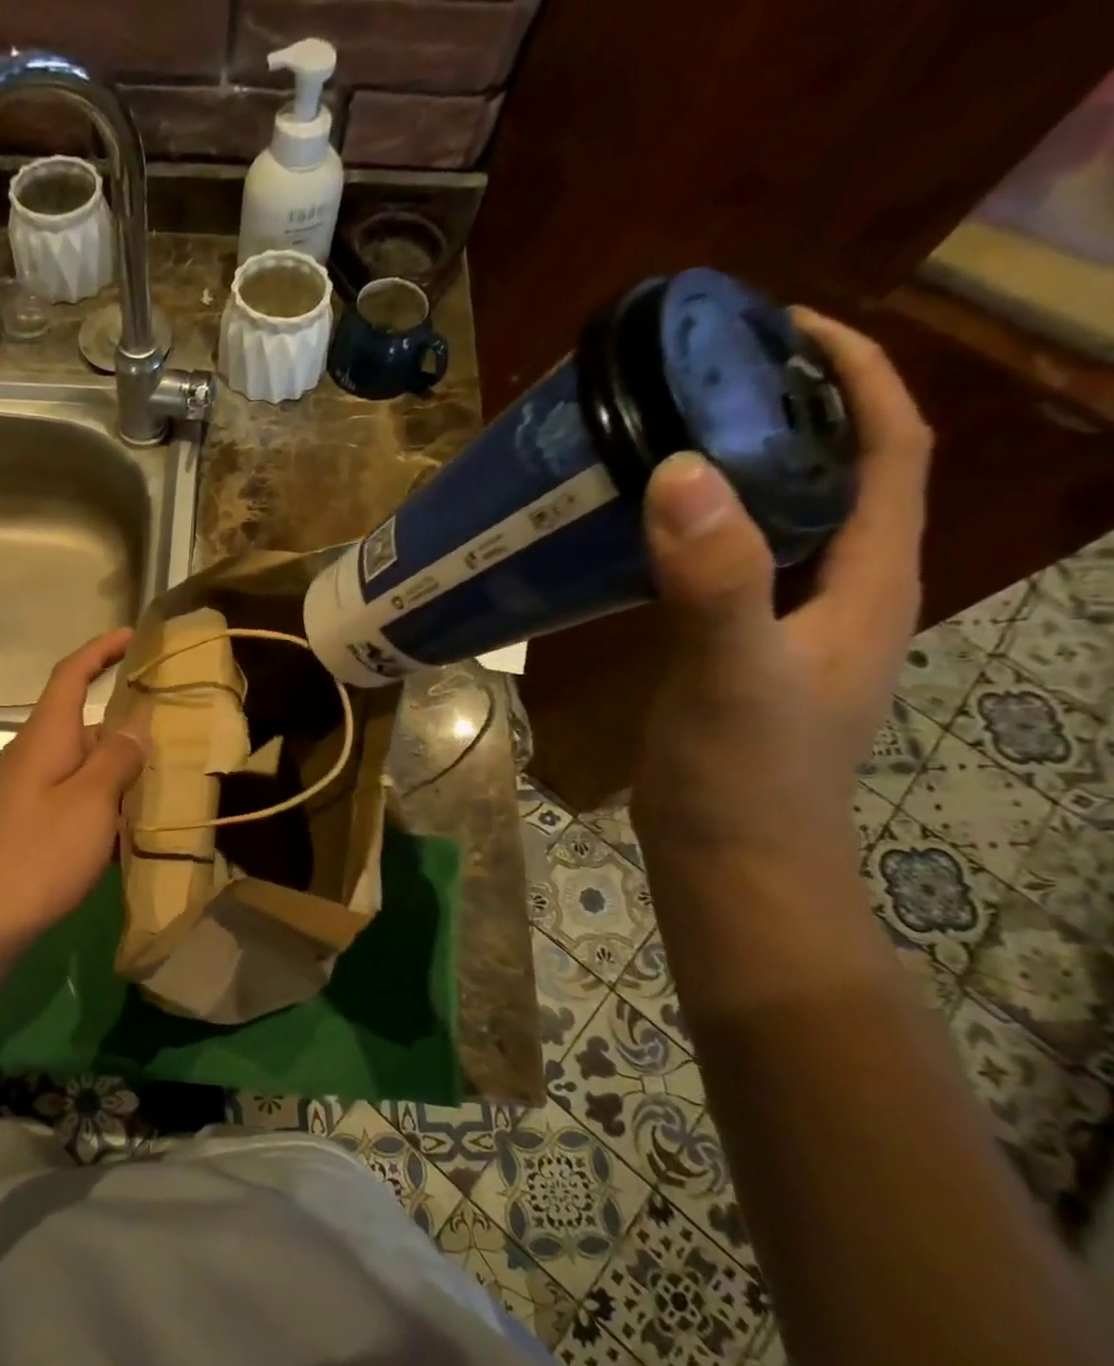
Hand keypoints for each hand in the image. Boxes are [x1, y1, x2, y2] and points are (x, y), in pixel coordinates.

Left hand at [0, 629, 148, 953]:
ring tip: (168, 782)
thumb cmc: (38, 854)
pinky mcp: (31, 826)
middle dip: (127, 725)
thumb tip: (136, 721)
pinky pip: (77, 801)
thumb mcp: (90, 802)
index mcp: (46, 737)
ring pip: (85, 767)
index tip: (134, 636)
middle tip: (177, 731)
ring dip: (121, 772)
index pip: (71, 675)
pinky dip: (107, 807)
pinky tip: (134, 832)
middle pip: (84, 724)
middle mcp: (35, 756)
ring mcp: (30, 793)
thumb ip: (116, 757)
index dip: (101, 650)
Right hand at [630, 308, 931, 862]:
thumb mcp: (732, 672)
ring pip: (785, 522)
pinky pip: (736, 568)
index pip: (891, 448)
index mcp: (869, 581)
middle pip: (841, 474)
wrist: (731, 862)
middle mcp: (845, 592)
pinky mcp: (742, 653)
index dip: (854, 377)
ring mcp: (792, 626)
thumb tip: (680, 467)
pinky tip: (648, 535)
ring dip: (746, 471)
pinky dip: (704, 532)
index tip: (783, 329)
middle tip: (708, 379)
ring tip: (673, 439)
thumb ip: (715, 577)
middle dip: (793, 411)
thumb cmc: (746, 775)